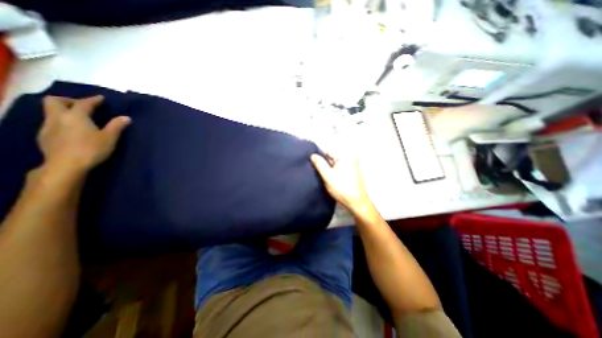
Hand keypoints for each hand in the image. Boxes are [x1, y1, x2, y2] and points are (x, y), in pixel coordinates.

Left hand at [38, 95, 131, 173]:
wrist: (66, 165)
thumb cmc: (91, 149)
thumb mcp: (109, 138)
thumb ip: (117, 126)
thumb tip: (126, 117)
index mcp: (76, 116)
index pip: (84, 103)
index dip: (93, 100)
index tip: (100, 98)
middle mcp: (58, 118)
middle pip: (55, 101)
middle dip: (68, 100)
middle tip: (82, 105)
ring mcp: (48, 127)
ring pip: (51, 112)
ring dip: (64, 111)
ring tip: (78, 118)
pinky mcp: (45, 136)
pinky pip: (51, 123)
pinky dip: (61, 122)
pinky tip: (71, 130)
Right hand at [310, 153, 371, 210]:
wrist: (357, 202)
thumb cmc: (342, 188)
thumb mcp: (327, 176)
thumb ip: (319, 164)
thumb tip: (313, 155)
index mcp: (345, 157)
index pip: (328, 152)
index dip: (320, 158)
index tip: (316, 167)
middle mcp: (351, 158)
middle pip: (333, 158)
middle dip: (326, 164)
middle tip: (322, 175)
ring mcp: (354, 166)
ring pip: (337, 164)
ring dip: (331, 169)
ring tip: (327, 179)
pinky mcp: (354, 173)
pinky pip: (342, 169)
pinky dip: (337, 173)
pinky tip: (334, 181)